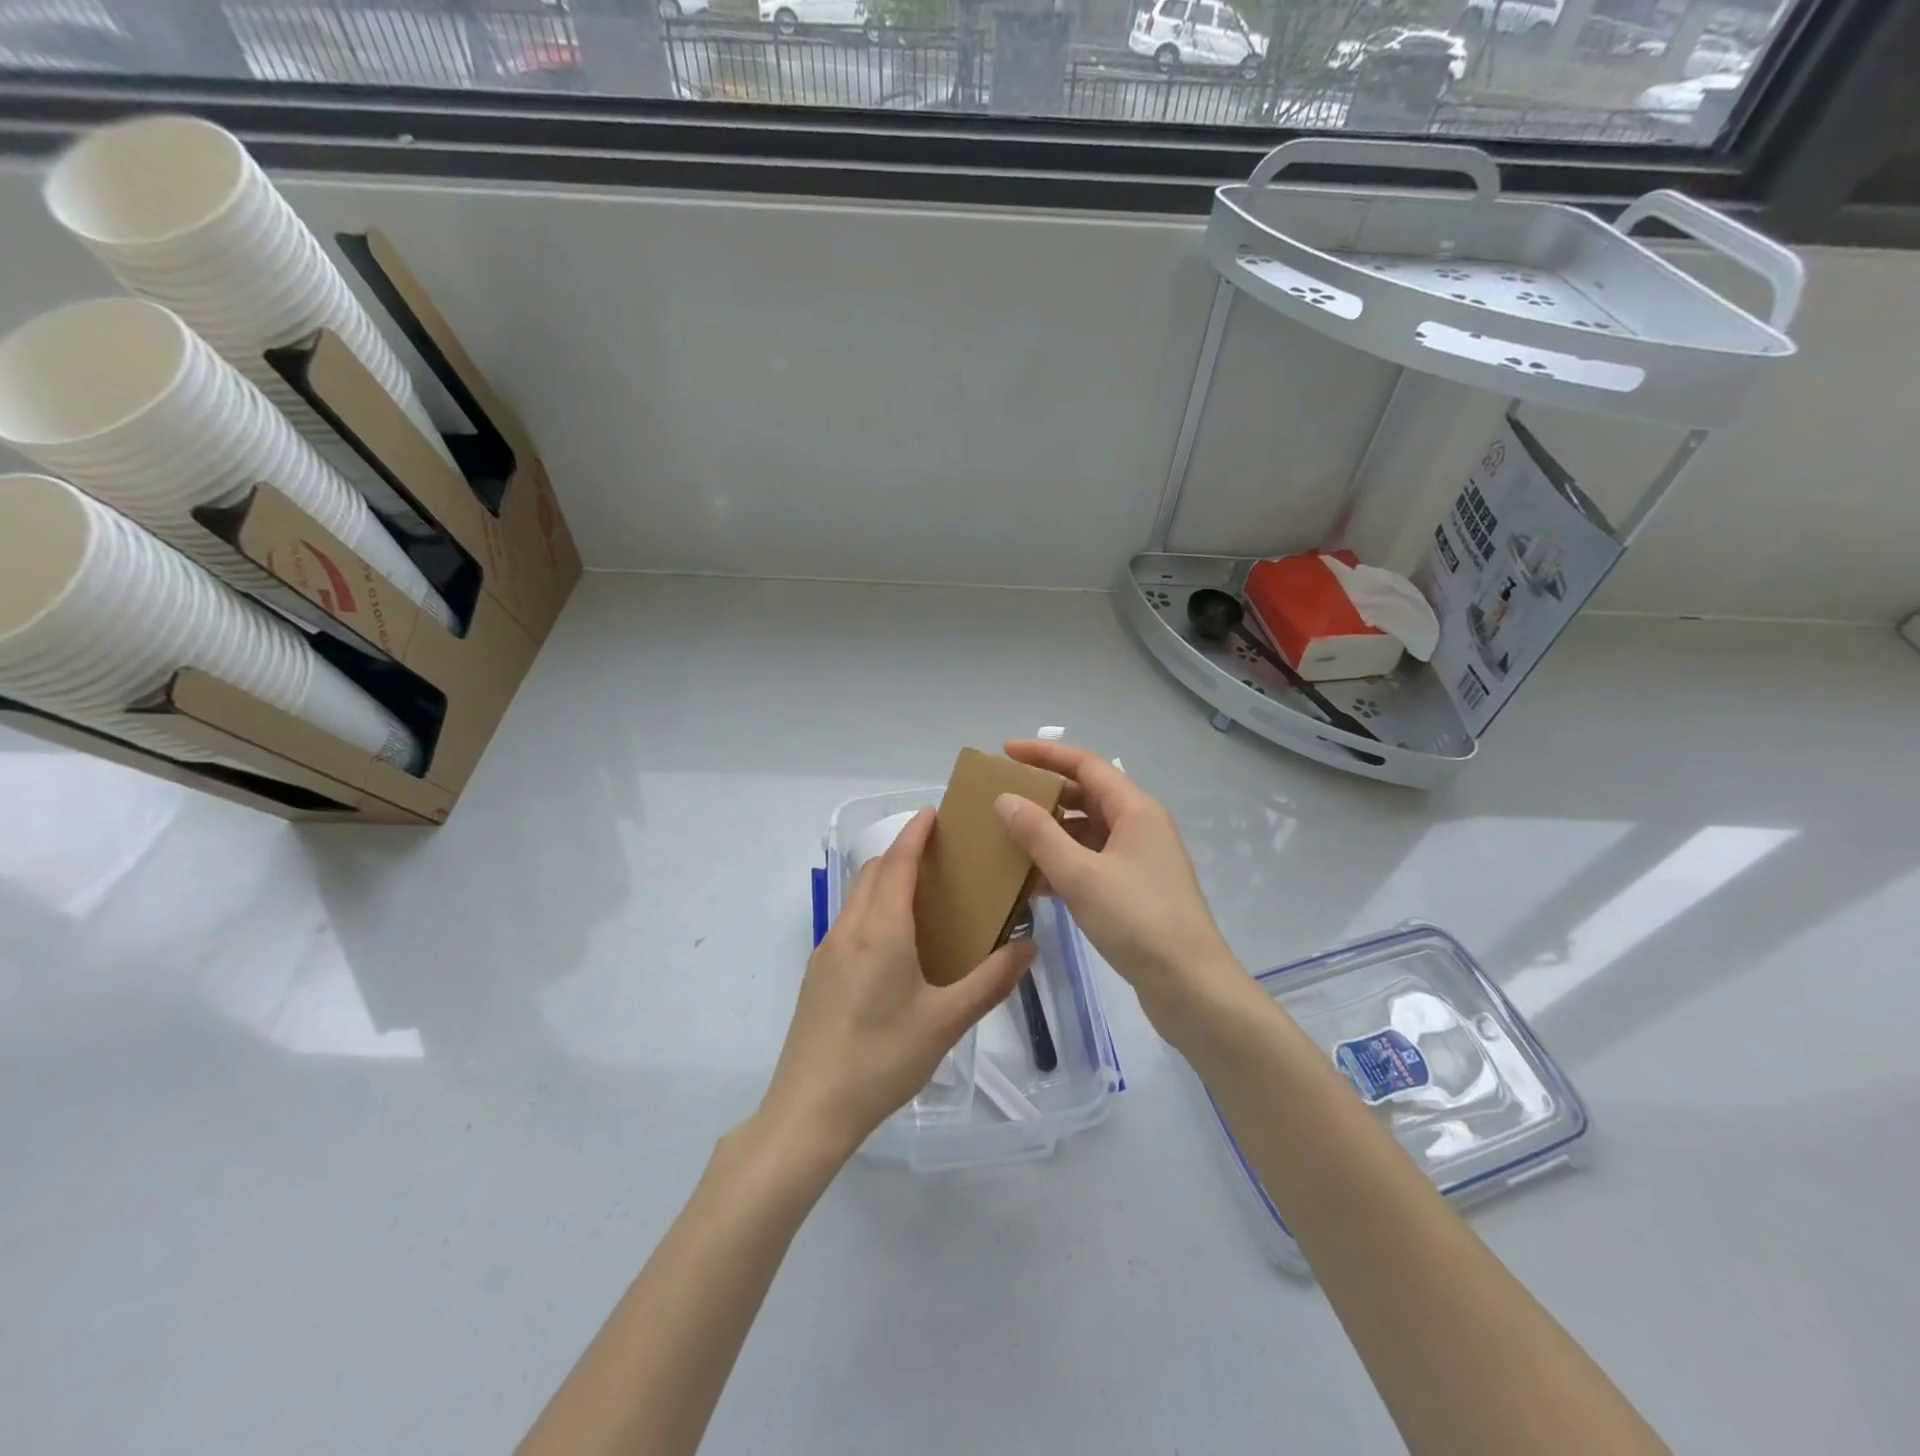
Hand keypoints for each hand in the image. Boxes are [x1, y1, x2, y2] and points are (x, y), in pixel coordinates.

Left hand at [760, 809, 1035, 1157]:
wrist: (809, 1109)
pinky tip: (894, 945)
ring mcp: (826, 951)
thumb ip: (991, 981)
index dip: (915, 833)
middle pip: (873, 872)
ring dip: (885, 881)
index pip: (897, 862)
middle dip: (902, 853)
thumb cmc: (883, 1059)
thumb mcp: (946, 1022)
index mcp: (881, 930)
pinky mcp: (816, 974)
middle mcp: (849, 929)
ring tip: (921, 897)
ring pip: (857, 896)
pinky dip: (872, 909)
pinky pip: (848, 923)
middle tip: (939, 857)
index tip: (934, 813)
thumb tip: (1028, 947)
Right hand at [998, 740, 1240, 1036]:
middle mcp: (1140, 826)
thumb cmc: (1138, 921)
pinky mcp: (1134, 889)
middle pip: (1086, 794)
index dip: (1045, 754)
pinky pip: (1091, 861)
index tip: (1005, 752)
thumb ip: (1039, 835)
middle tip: (1002, 795)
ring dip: (1050, 831)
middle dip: (1045, 792)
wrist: (1190, 987)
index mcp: (1135, 809)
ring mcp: (1138, 859)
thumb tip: (1004, 799)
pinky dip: (1062, 863)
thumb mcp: (1081, 875)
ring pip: (1087, 831)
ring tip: (1008, 836)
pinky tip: (1032, 880)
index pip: (1086, 764)